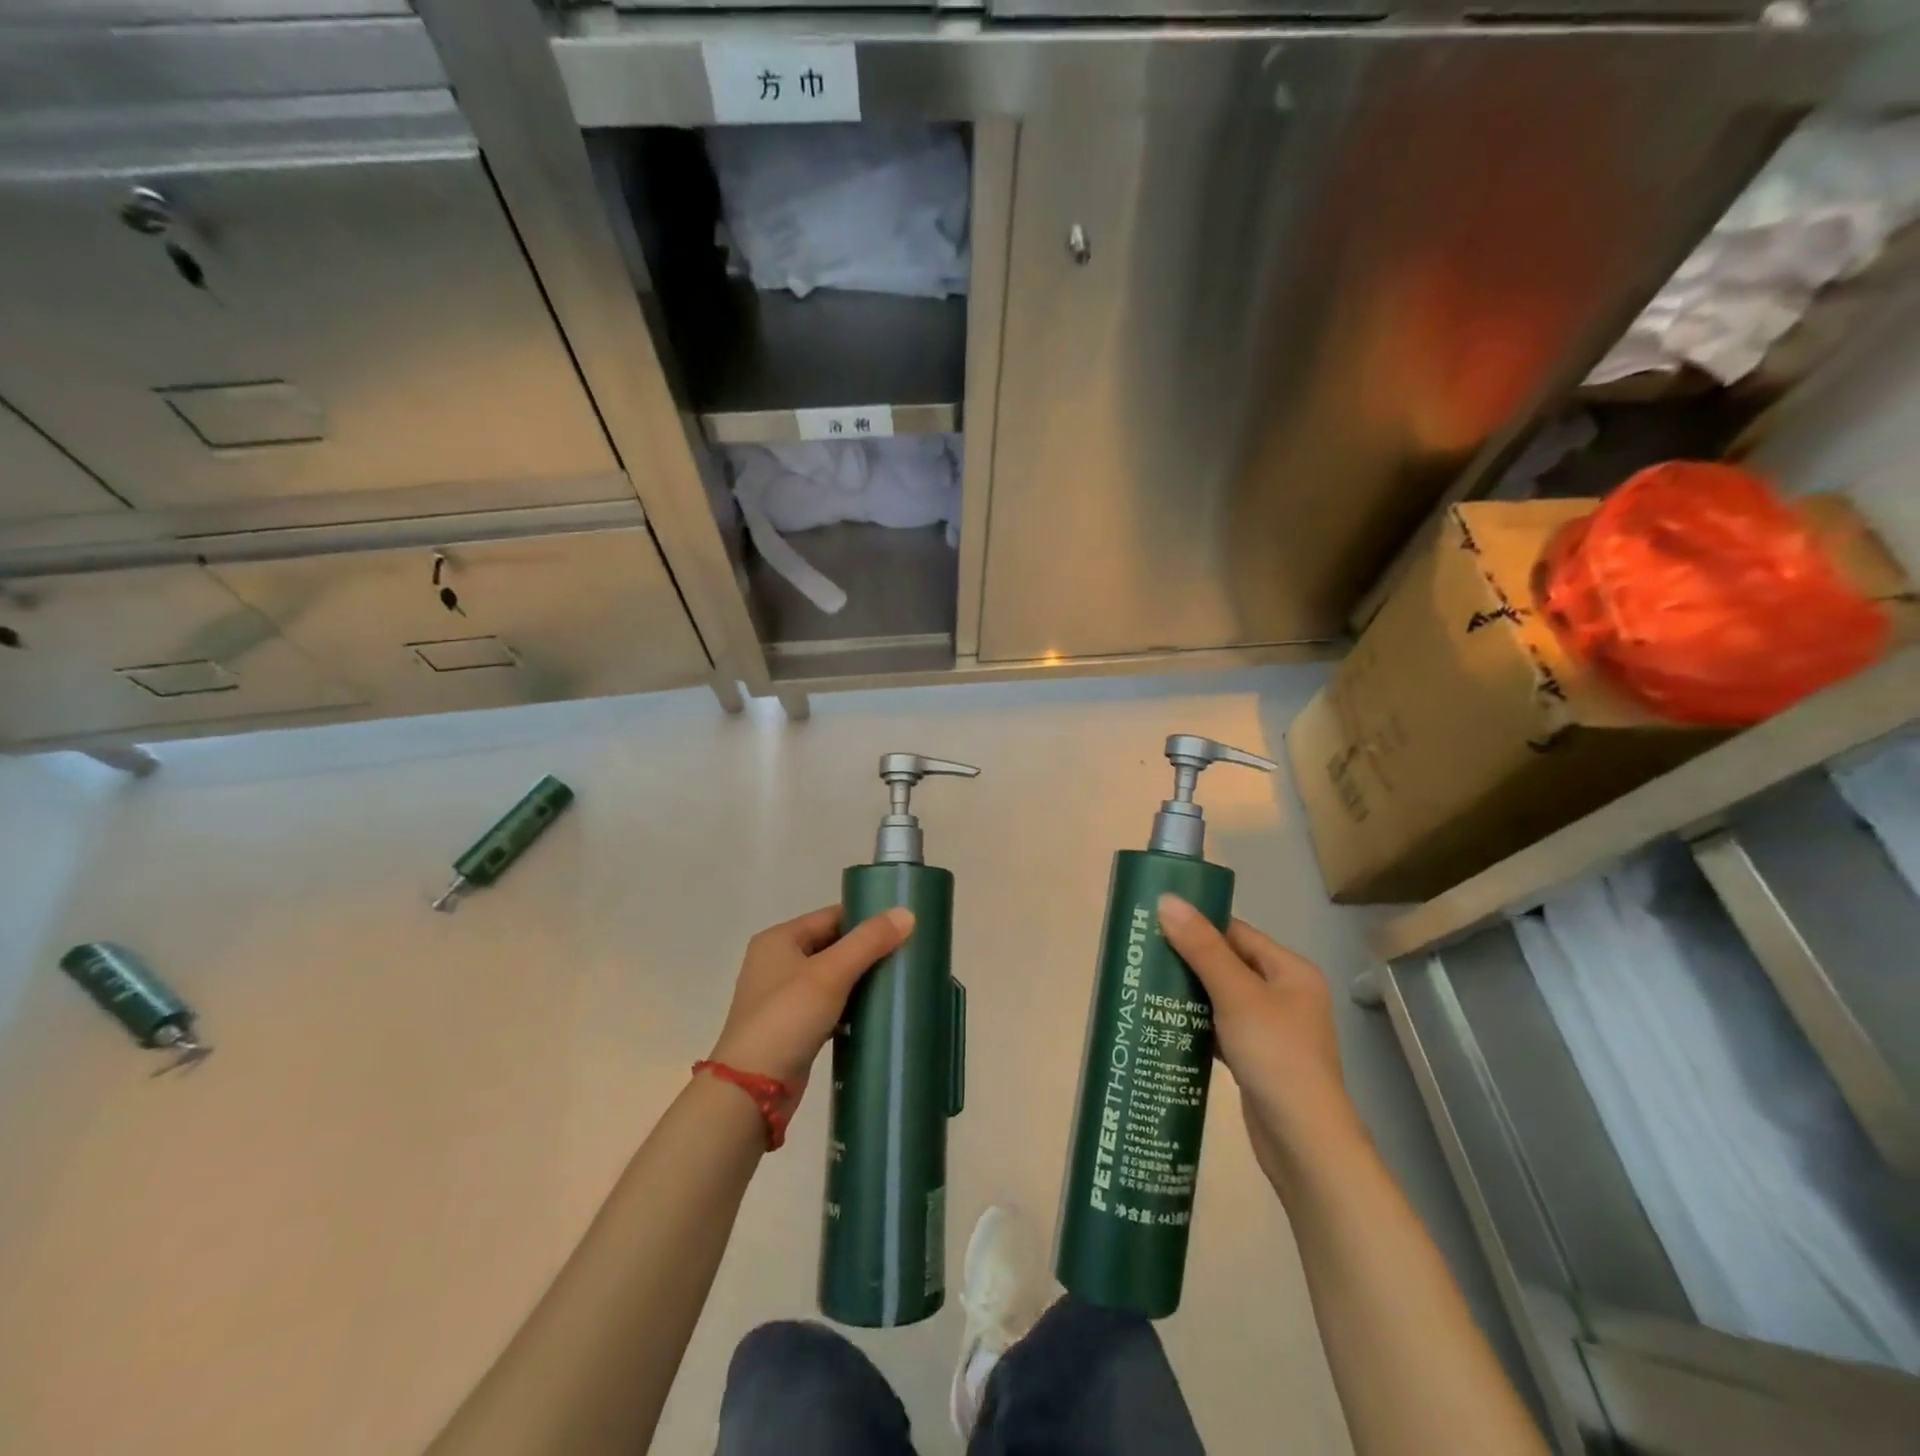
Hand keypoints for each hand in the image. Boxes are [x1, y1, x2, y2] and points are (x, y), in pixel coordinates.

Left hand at [708, 905, 913, 1108]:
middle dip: (867, 951)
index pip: (831, 916)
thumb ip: (869, 941)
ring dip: (860, 980)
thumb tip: (907, 913)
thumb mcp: (831, 973)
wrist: (751, 1091)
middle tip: (906, 955)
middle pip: (832, 945)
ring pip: (832, 977)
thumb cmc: (787, 1018)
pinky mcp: (792, 1027)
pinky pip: (828, 1006)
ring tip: (898, 981)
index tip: (903, 928)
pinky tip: (875, 1012)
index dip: (866, 920)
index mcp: (779, 939)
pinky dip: (850, 1006)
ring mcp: (783, 997)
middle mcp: (777, 962)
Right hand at [1156, 895, 1364, 1187]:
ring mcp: (1271, 1029)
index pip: (1237, 933)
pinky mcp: (1255, 1058)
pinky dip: (1195, 1023)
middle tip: (1143, 953)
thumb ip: (1201, 948)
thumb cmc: (1275, 1055)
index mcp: (1290, 971)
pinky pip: (1219, 1027)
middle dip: (1187, 958)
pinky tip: (1165, 1022)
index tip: (1155, 921)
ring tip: (1145, 983)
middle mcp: (1284, 995)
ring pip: (1221, 997)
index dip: (1198, 924)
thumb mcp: (1236, 995)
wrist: (1303, 1142)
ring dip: (1189, 991)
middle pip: (1228, 963)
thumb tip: (1167, 900)